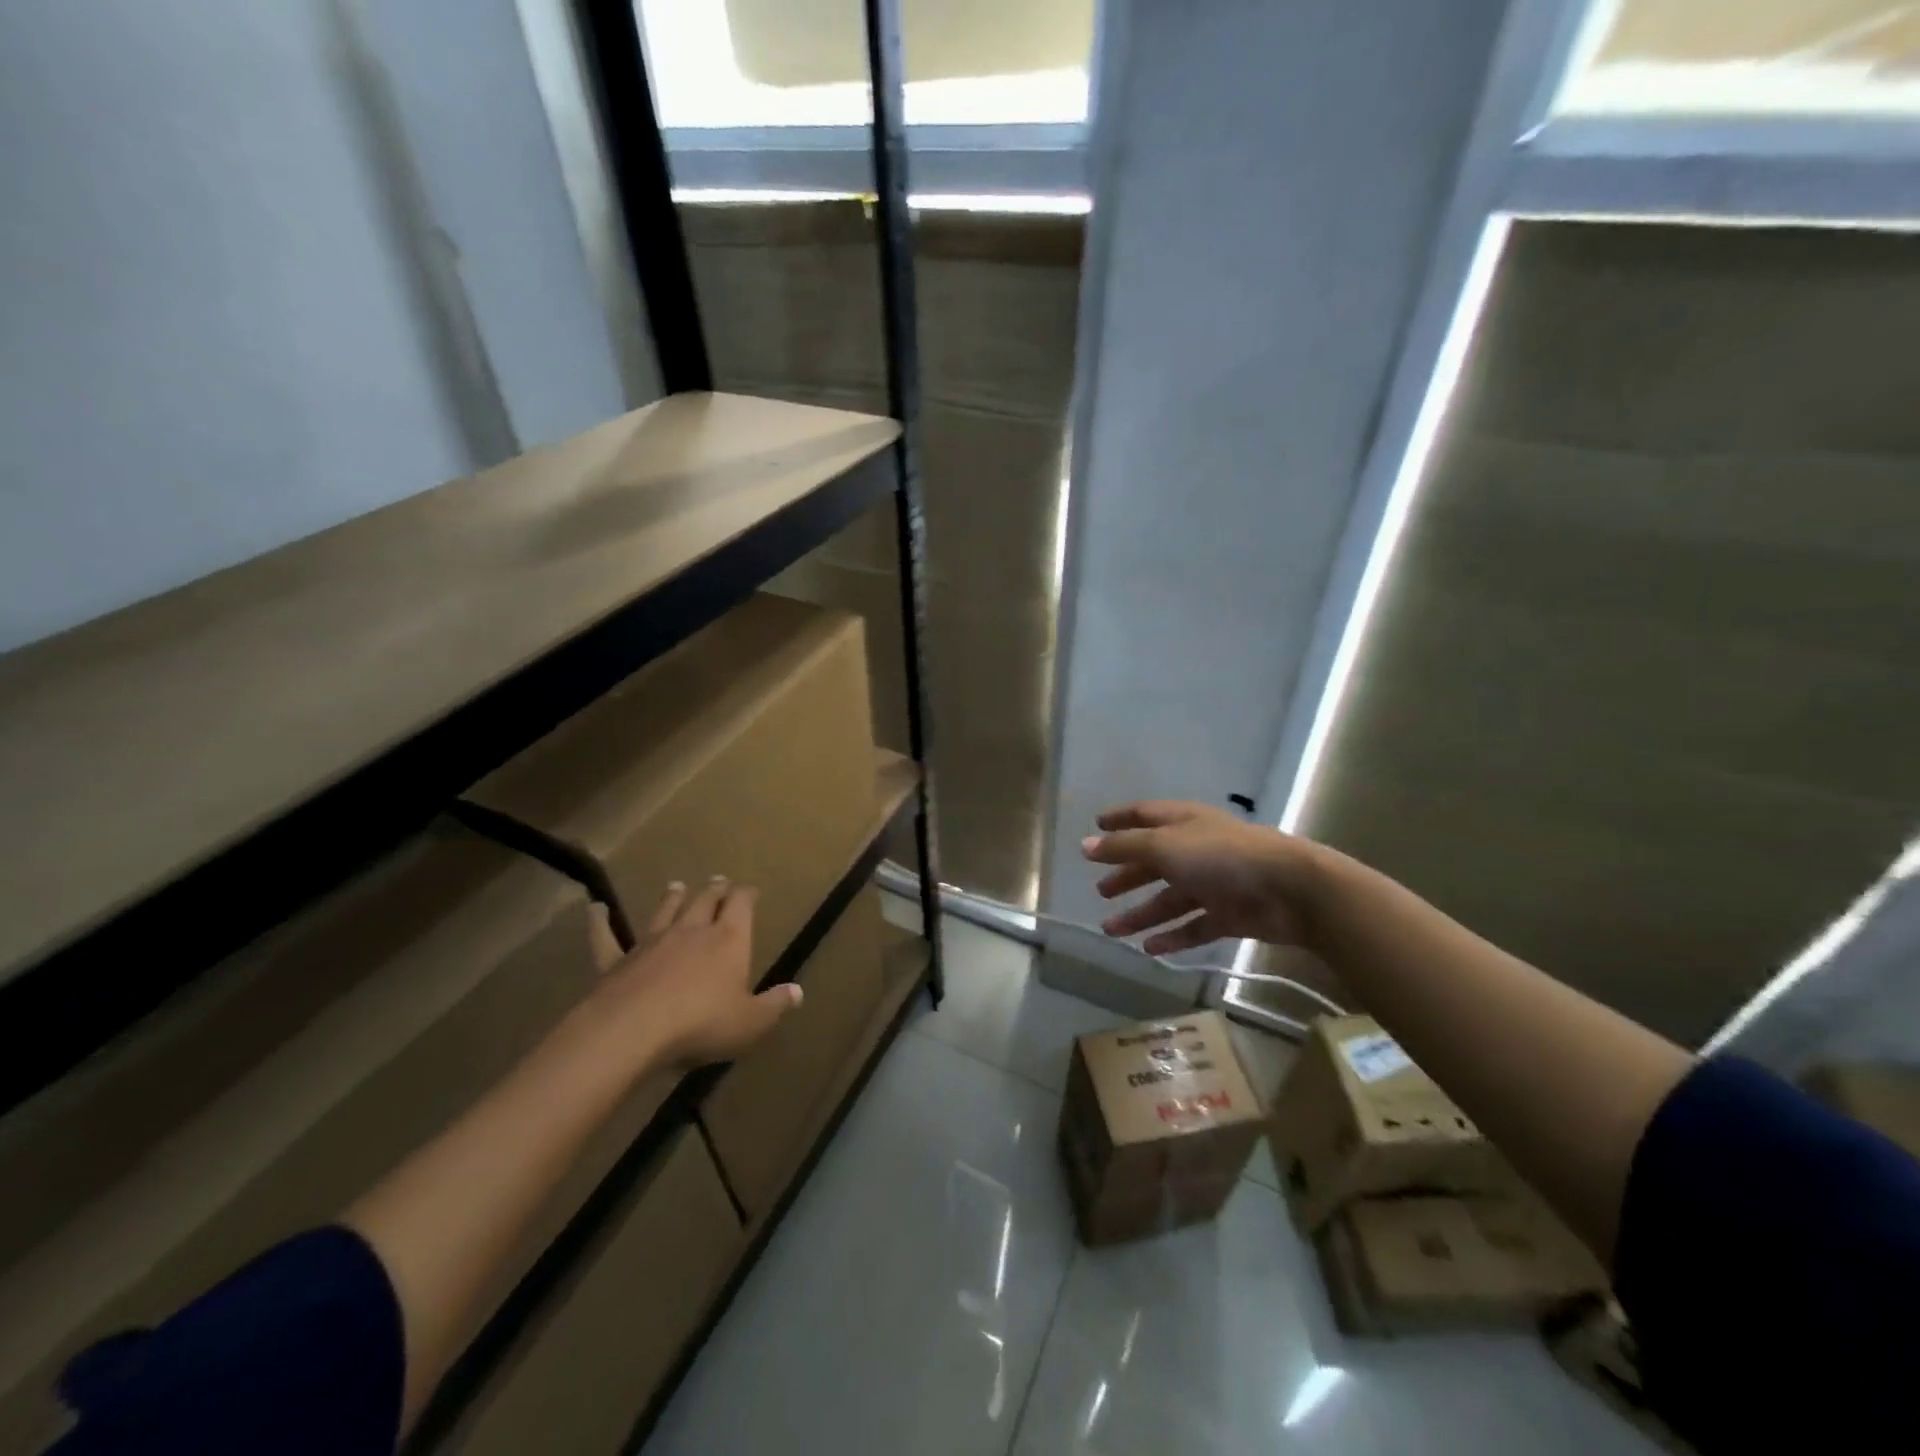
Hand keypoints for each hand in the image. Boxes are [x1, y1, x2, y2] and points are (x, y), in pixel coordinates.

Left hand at [586, 877, 801, 1070]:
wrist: (632, 1030)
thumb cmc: (702, 1023)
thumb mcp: (750, 1022)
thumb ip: (774, 1005)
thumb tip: (798, 992)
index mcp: (728, 939)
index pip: (742, 905)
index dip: (747, 895)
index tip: (751, 890)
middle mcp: (692, 931)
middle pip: (705, 901)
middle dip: (715, 890)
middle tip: (719, 881)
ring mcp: (652, 942)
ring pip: (665, 911)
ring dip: (673, 898)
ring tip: (677, 886)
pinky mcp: (617, 961)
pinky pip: (607, 938)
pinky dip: (601, 923)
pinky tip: (595, 909)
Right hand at [1082, 801, 1323, 954]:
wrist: (1288, 889)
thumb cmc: (1220, 856)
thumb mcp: (1163, 846)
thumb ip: (1123, 847)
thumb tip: (1085, 845)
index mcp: (1183, 823)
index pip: (1144, 815)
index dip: (1120, 820)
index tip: (1096, 828)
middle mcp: (1196, 849)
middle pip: (1154, 861)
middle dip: (1127, 875)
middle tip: (1100, 892)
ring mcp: (1214, 883)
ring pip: (1169, 899)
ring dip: (1140, 914)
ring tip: (1110, 930)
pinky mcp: (1229, 914)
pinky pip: (1193, 926)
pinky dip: (1171, 936)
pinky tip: (1149, 949)